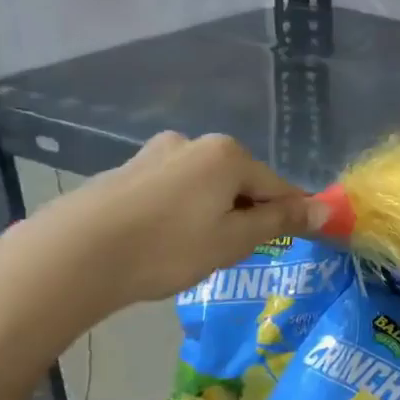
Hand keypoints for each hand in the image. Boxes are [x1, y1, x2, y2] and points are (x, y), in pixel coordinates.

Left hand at [0, 133, 316, 329]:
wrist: (74, 256)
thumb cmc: (168, 248)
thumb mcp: (235, 240)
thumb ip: (280, 221)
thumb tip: (325, 208)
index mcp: (227, 154)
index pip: (279, 186)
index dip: (290, 218)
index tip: (290, 246)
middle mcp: (193, 143)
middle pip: (241, 182)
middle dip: (246, 215)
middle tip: (233, 255)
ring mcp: (155, 154)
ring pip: (207, 188)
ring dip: (214, 215)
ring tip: (195, 252)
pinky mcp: (126, 171)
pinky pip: (174, 191)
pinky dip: (182, 213)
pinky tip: (165, 242)